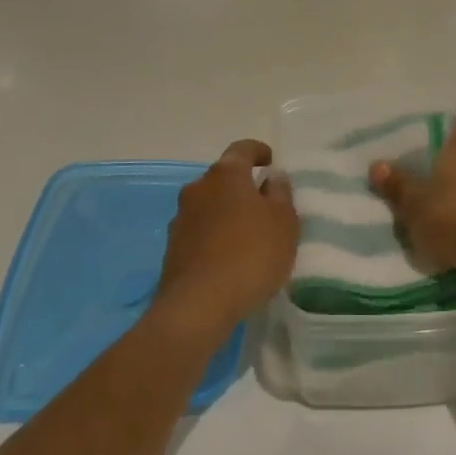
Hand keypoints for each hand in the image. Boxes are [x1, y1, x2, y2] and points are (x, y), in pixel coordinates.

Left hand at [149, 139, 298, 346]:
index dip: (259, 151)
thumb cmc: (250, 255)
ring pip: (209, 205)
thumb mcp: (284, 223)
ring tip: (248, 235)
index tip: (271, 161)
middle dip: (243, 186)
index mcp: (225, 175)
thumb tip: (272, 176)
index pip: (242, 149)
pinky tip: (229, 257)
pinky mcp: (172, 248)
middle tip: (264, 204)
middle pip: (223, 178)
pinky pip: (200, 231)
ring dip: (226, 212)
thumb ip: (280, 194)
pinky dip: (215, 236)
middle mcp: (198, 189)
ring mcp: (180, 218)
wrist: (198, 305)